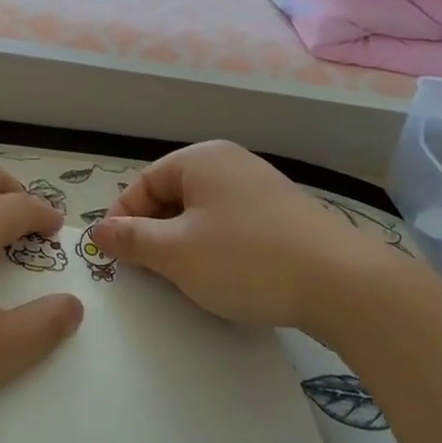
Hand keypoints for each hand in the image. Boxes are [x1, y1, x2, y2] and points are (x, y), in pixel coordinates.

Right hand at [88, 140, 428, 333]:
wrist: (342, 283)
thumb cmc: (246, 259)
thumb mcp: (176, 252)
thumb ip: (132, 239)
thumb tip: (99, 229)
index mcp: (201, 159)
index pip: (144, 183)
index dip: (123, 219)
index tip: (115, 257)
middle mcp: (231, 164)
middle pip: (173, 196)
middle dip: (155, 235)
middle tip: (149, 274)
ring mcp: (261, 189)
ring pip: (203, 216)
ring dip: (185, 247)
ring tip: (186, 281)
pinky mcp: (284, 218)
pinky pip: (234, 228)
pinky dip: (218, 251)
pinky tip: (226, 280)